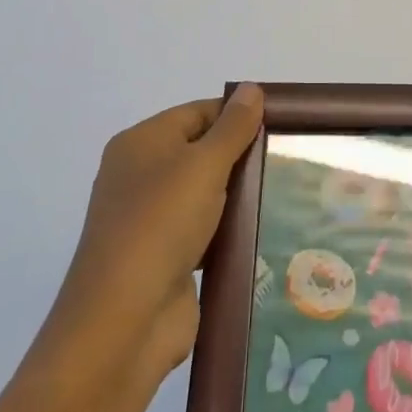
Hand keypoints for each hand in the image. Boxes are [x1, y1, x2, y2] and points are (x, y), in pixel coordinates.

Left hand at [39, 83, 264, 390]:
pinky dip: (228, 231)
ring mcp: (150, 220)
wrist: (122, 322)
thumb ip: (232, 127)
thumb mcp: (203, 165)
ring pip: (204, 194)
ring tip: (284, 193)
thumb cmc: (160, 224)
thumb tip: (251, 89)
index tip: (279, 124)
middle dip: (241, 155)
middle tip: (289, 158)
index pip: (198, 112)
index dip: (237, 114)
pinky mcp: (164, 259)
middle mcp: (140, 175)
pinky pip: (204, 232)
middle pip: (201, 151)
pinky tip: (262, 231)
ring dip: (237, 196)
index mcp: (141, 143)